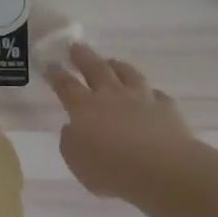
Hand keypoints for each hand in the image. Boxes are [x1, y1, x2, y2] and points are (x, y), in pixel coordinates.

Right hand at [45, 44, 193, 201]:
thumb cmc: (111, 169)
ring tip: (112, 62)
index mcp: (84, 108)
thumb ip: (71, 141)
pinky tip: (151, 95)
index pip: (66, 85)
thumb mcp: (76, 161)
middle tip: (76, 46)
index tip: (50, 64)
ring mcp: (142, 99)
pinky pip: (157, 95)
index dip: (56, 74)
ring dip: (118, 66)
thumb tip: (73, 128)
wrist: (162, 169)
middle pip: (96, 69)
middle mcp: (112, 96)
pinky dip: (151, 94)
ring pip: (128, 74)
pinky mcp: (167, 109)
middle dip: (83, 57)